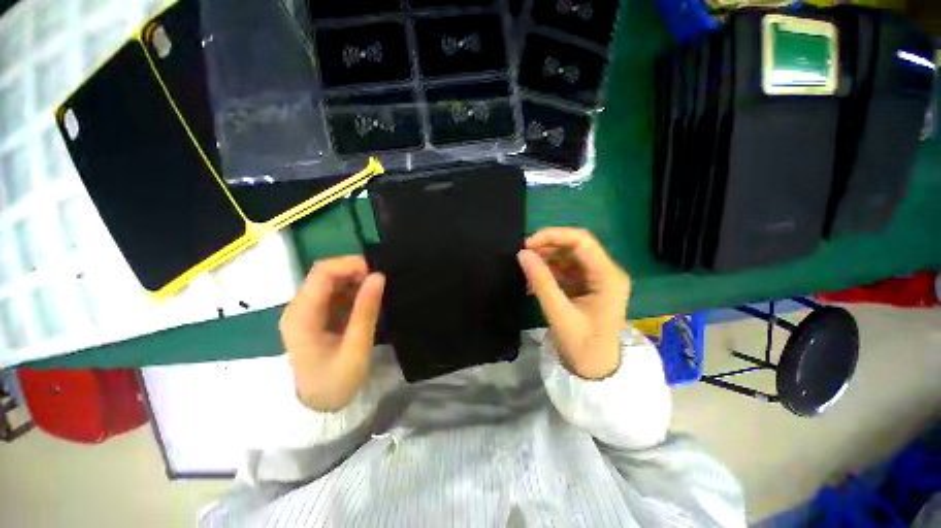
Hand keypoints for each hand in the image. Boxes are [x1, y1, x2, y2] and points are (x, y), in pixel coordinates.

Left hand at [279, 256, 384, 411]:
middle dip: (355, 271)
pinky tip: (368, 299)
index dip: (351, 264)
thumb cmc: (336, 381)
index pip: (323, 272)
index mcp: (302, 315)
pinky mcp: (315, 316)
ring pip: (331, 281)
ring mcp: (306, 311)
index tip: (378, 271)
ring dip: (355, 280)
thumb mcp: (356, 347)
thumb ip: (366, 310)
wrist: (318, 406)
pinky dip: (353, 291)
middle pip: (325, 273)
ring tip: (378, 289)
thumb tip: (379, 276)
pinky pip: (334, 293)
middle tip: (381, 281)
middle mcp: (298, 307)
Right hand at [517, 228, 630, 378]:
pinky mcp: (587, 284)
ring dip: (547, 257)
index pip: (582, 241)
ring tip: (526, 265)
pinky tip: (534, 277)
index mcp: (608, 277)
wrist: (595, 371)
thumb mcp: (559, 314)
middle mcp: (606, 272)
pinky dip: (549, 269)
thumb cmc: (583, 346)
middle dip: (548, 245)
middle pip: (576, 245)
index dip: (553, 236)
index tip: (528, 244)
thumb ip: (541, 282)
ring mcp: (597, 278)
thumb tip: (522, 254)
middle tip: (523, 254)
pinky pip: (566, 268)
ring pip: (569, 255)